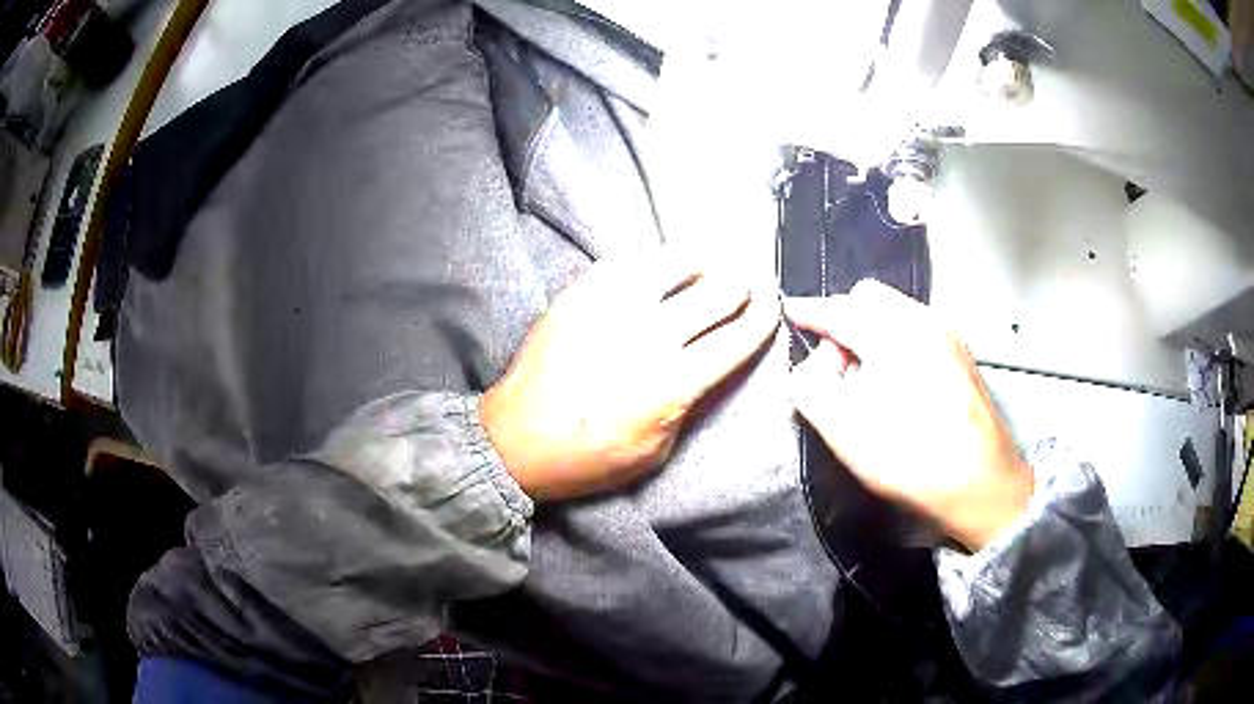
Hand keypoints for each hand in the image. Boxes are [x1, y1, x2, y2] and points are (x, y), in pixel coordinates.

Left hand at [481, 247, 779, 500]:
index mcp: (673, 383)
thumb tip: (706, 367)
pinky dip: (653, 261)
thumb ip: (688, 404)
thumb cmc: (588, 457)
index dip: (763, 317)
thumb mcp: (655, 451)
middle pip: (717, 291)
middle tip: (744, 284)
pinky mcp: (580, 294)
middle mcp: (650, 336)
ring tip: (707, 266)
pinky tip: (658, 268)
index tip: (772, 306)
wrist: (516, 440)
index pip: (737, 338)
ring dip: (701, 263)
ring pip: (675, 263)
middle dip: (741, 285)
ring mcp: (612, 308)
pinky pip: (627, 261)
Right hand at [784, 281, 1033, 550]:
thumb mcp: (842, 428)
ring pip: (895, 313)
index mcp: (892, 331)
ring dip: (871, 333)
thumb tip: (817, 363)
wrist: (982, 484)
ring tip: (866, 381)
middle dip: (844, 320)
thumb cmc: (911, 457)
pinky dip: (896, 343)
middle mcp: (924, 319)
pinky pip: (917, 330)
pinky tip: (897, 386)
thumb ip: (810, 385)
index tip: (790, 313)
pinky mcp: (962, 355)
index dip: (808, 311)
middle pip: (869, 298)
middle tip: (835, 367)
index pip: (838, 308)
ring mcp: (948, 335)